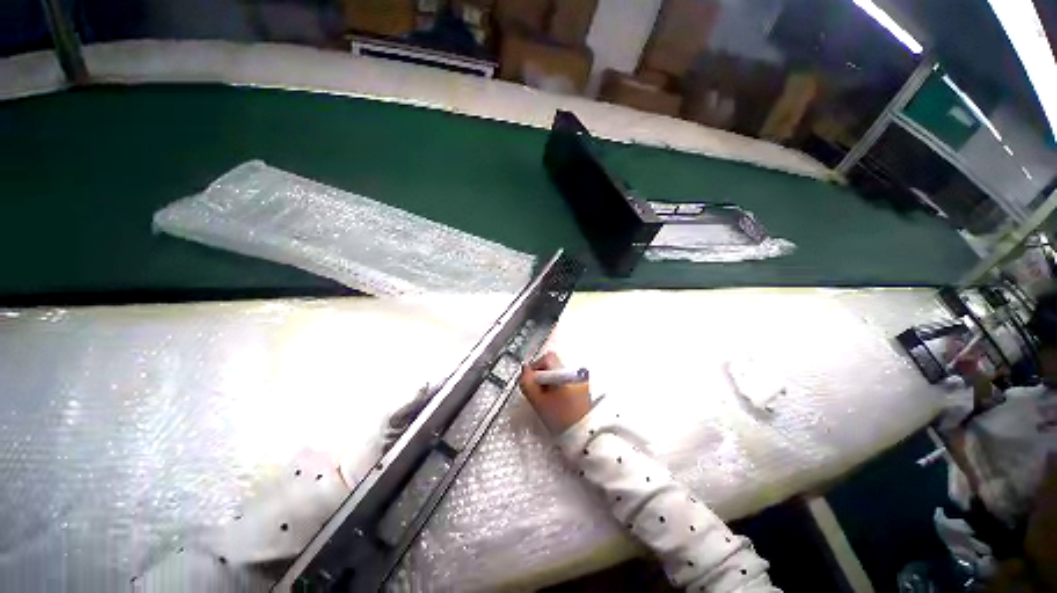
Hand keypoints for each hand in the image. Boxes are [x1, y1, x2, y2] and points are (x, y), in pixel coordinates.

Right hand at [519, 351, 590, 433]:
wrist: (583, 436)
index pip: (547, 358)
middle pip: (553, 364)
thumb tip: (525, 370)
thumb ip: (527, 383)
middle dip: (542, 376)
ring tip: (547, 399)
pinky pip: (567, 381)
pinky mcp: (584, 389)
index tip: (531, 383)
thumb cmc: (560, 418)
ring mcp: (582, 380)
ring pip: (559, 373)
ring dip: (550, 382)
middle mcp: (576, 372)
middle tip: (538, 393)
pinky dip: (559, 387)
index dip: (535, 368)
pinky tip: (557, 402)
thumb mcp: (538, 401)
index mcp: (566, 372)